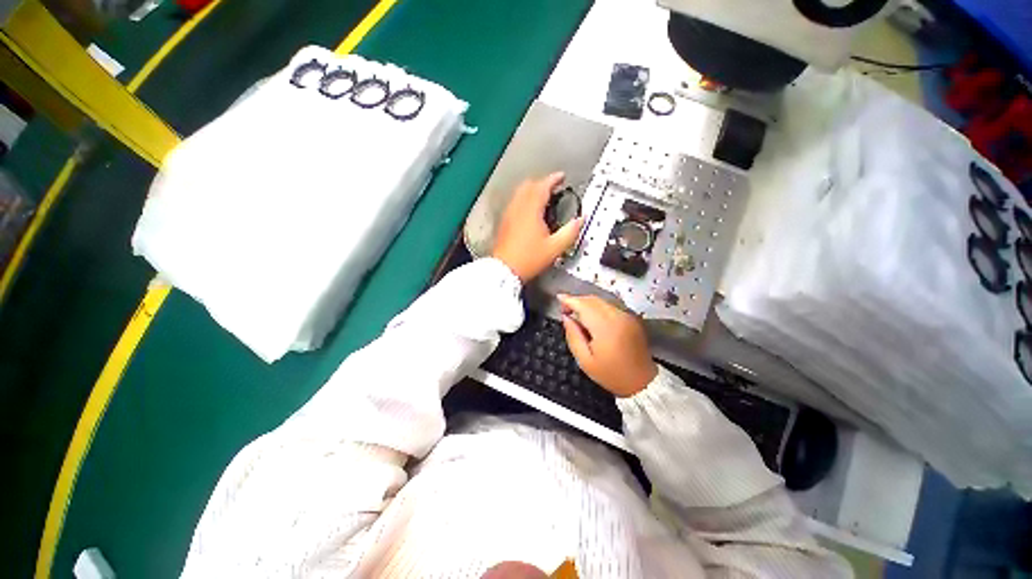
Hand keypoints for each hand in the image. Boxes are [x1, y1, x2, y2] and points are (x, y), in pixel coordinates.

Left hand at [492, 173, 582, 281]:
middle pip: (529, 185)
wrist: (505, 269)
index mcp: (531, 210)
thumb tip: (581, 220)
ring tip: (543, 199)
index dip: (553, 179)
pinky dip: (524, 200)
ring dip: (532, 191)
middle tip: (553, 188)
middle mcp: (517, 208)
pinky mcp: (504, 222)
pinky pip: (514, 203)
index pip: (542, 186)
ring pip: (520, 193)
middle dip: (542, 183)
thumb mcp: (555, 247)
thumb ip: (570, 232)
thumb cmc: (528, 259)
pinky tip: (530, 212)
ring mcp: (509, 214)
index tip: (561, 177)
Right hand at [557, 294, 657, 397]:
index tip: (558, 299)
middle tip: (565, 310)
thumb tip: (566, 317)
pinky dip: (597, 307)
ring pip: (601, 301)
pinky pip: (610, 306)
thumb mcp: (585, 361)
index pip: (584, 305)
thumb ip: (573, 336)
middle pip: (592, 299)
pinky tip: (591, 317)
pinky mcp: (631, 318)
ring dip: (587, 303)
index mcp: (605, 327)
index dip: (569, 300)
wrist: (643, 382)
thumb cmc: (611, 374)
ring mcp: (626, 316)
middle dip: (577, 300)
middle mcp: (617, 316)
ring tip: (576, 314)